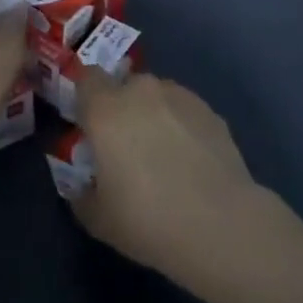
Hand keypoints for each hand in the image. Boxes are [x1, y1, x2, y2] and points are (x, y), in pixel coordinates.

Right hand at [71, 73, 271, 290]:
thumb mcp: (98, 219)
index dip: (86, 98)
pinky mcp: (209, 110)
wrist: (220, 224)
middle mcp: (141, 91)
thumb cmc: (148, 219)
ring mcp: (179, 95)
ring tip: (164, 157)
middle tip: (126, 148)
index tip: (89, 126)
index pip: (86, 78)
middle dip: (122, 109)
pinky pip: (184, 110)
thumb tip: (83, 186)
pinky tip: (191, 162)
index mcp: (106, 109)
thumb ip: (82, 195)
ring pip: (156, 96)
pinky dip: (181, 127)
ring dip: (153, 116)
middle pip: (124, 86)